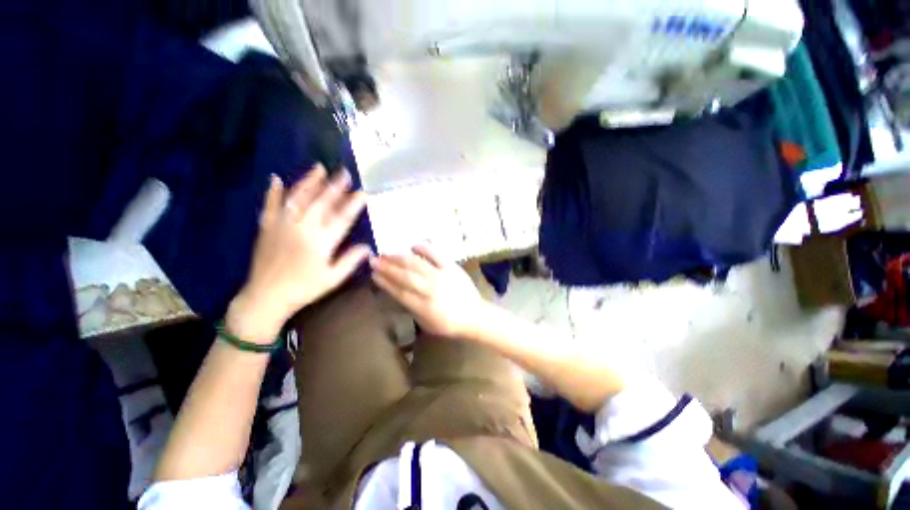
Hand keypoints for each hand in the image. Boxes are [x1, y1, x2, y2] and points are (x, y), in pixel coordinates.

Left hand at [228, 166, 370, 340]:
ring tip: (319, 168)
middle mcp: (303, 228)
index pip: (342, 218)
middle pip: (321, 203)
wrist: (266, 297)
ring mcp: (282, 225)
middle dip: (335, 187)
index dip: (353, 205)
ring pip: (297, 198)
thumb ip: (351, 261)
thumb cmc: (304, 289)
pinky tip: (276, 178)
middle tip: (344, 172)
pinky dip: (273, 192)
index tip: (363, 193)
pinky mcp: (267, 228)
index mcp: (321, 241)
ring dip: (309, 182)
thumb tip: (368, 247)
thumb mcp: (333, 279)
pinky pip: (270, 206)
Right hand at [370, 246, 486, 338]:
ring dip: (399, 258)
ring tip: (386, 254)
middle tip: (374, 260)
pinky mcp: (452, 267)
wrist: (474, 315)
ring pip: (416, 265)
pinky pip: (437, 255)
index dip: (385, 282)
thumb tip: (397, 292)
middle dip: (387, 268)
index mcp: (423, 307)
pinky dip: (424, 249)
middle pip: (405, 276)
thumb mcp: (426, 323)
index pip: (399, 291)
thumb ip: (411, 308)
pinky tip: (412, 245)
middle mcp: (430, 290)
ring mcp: (441, 276)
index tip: (373, 274)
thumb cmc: (449, 323)